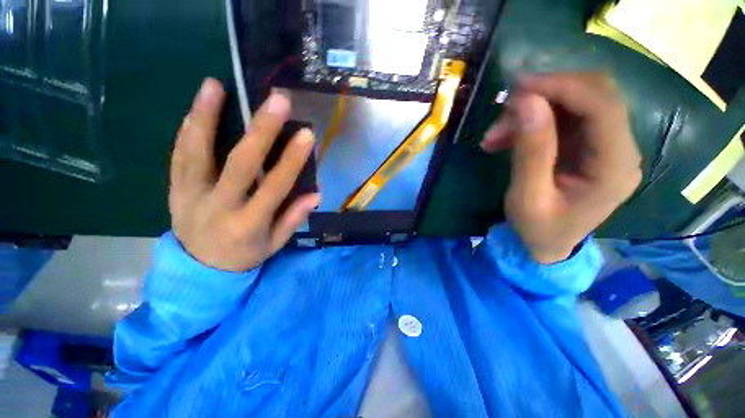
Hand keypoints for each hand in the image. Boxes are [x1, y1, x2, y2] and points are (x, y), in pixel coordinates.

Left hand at [169, 78, 319, 271]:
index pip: (274, 187)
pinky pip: (179, 156)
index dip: (291, 160)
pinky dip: (188, 130)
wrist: (199, 271)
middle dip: (260, 130)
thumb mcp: (275, 244)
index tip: (306, 135)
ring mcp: (190, 196)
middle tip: (276, 100)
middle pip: (239, 163)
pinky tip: (196, 107)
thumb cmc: (244, 256)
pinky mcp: (174, 189)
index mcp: (248, 224)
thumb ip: (293, 218)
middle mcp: (218, 207)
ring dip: (205, 116)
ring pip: (196, 152)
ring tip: (215, 85)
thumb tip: (315, 194)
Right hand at [481, 72, 641, 263]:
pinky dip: (530, 121)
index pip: (603, 106)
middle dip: (545, 95)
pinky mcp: (587, 145)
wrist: (546, 245)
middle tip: (503, 111)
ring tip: (495, 135)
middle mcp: (620, 149)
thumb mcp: (528, 197)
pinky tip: (504, 138)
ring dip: (532, 110)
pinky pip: (561, 118)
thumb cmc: (538, 229)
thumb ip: (531, 152)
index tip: (519, 86)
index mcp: (615, 167)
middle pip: (594, 95)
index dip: (563, 86)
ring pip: (574, 102)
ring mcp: (604, 145)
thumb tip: (526, 102)